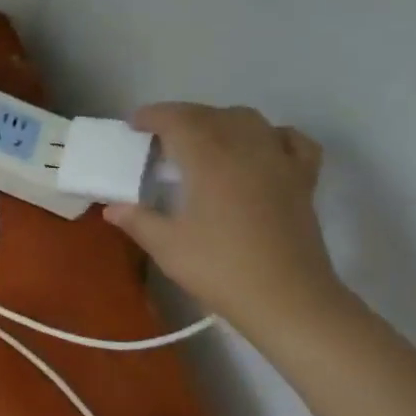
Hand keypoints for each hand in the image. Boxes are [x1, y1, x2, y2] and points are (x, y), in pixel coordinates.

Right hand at [103, 104, 345, 335]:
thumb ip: (137, 220)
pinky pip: (290, 140)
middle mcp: (245, 150)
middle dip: (181, 116)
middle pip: (211, 115)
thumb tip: (112, 208)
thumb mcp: (167, 246)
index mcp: (209, 161)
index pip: (178, 121)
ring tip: (201, 138)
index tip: (133, 124)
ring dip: (219, 120)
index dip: (153, 116)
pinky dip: (270, 134)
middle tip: (157, 134)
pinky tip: (258, 147)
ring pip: (248, 120)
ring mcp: (279, 162)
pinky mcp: (303, 180)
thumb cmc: (221, 269)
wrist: (288, 300)